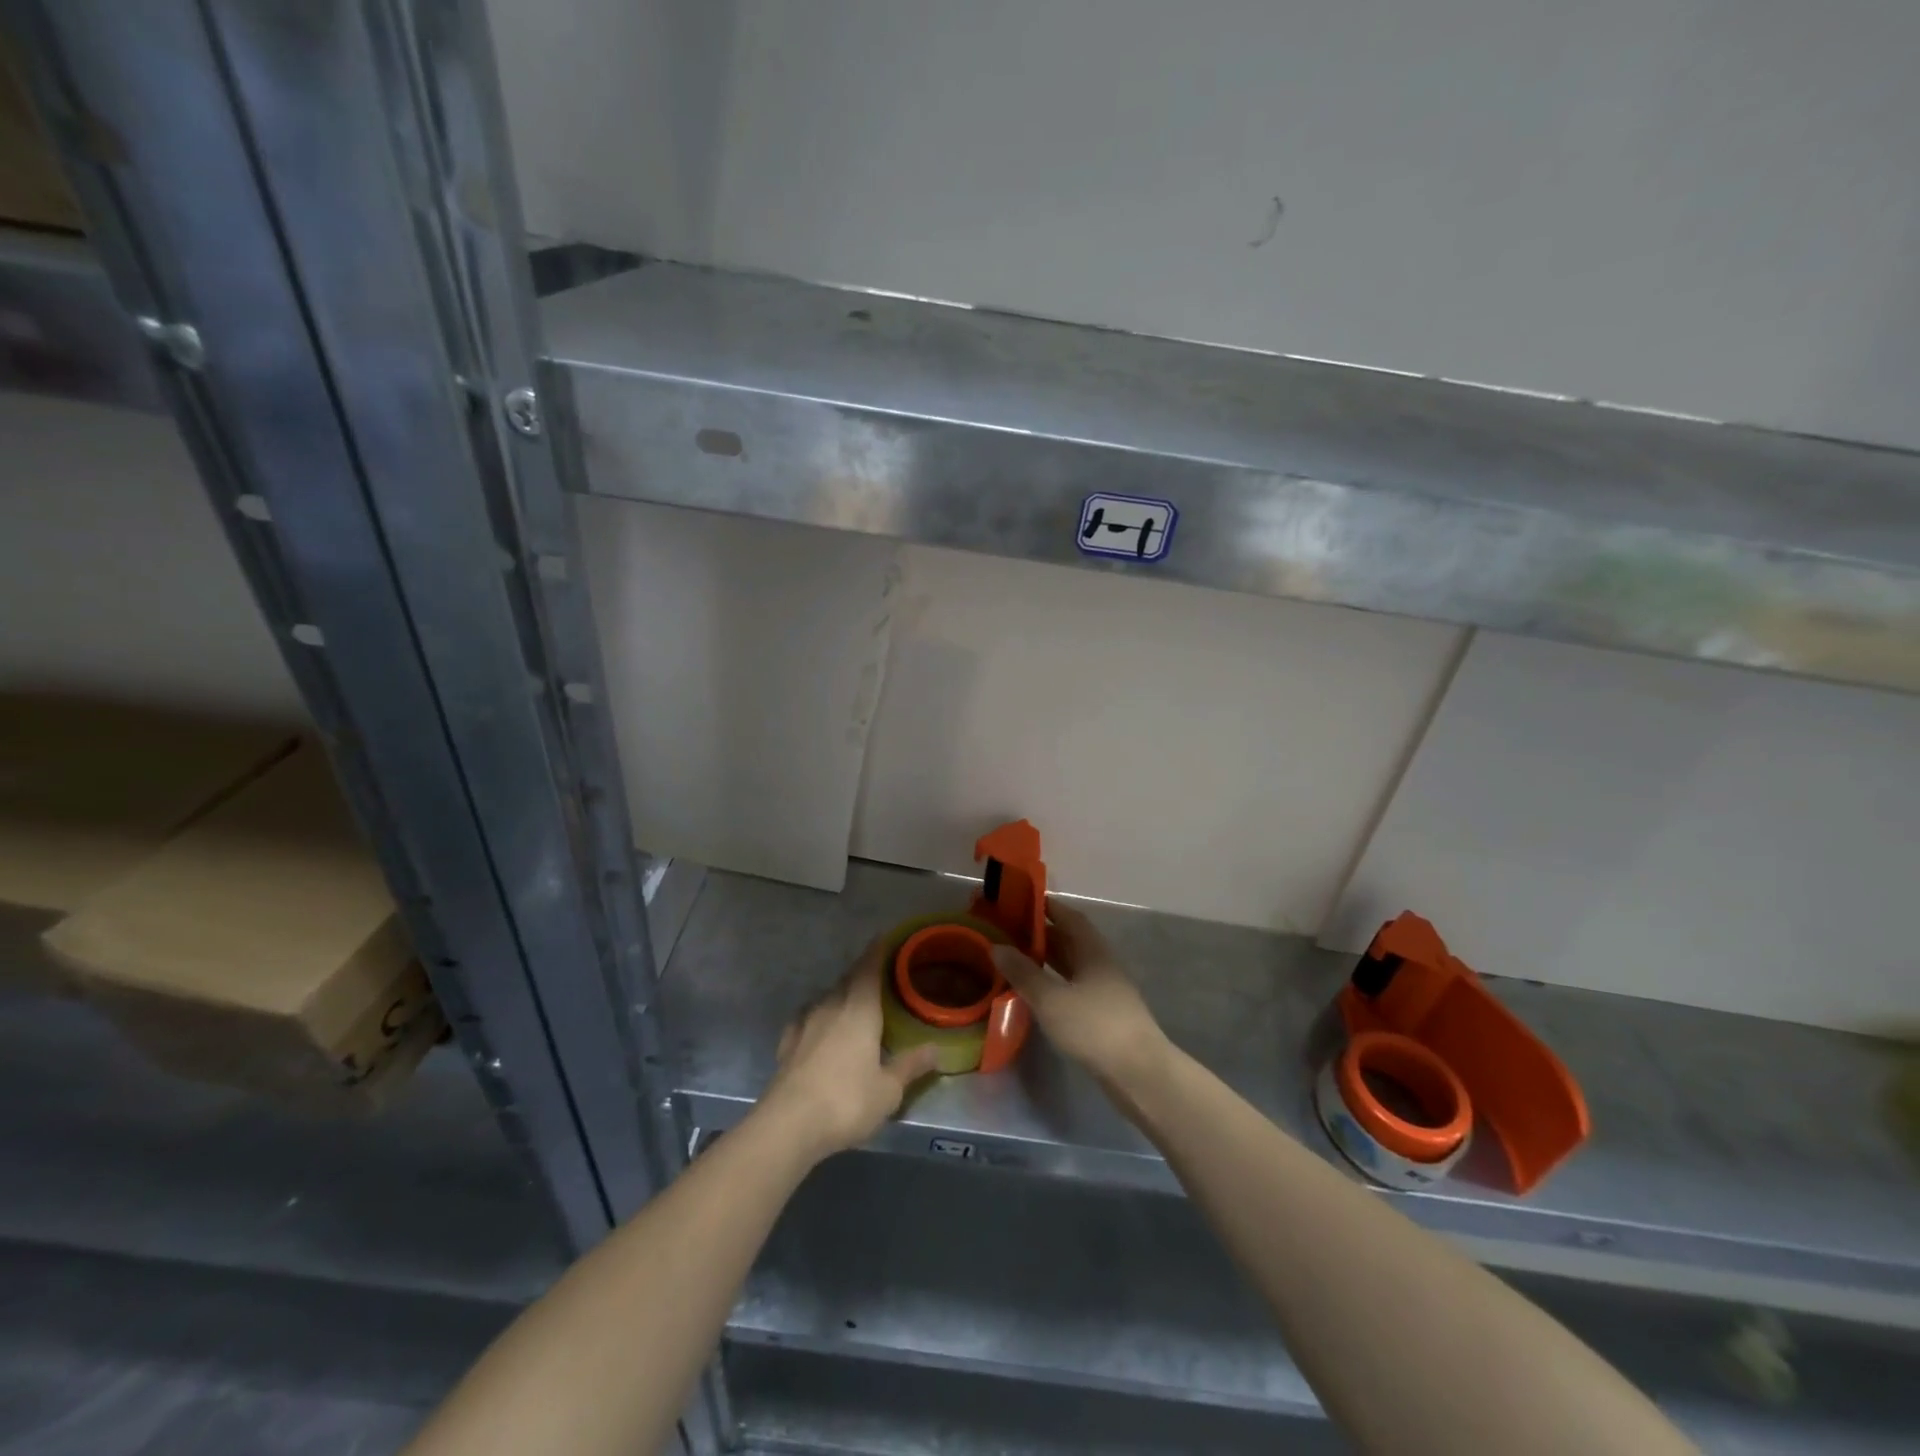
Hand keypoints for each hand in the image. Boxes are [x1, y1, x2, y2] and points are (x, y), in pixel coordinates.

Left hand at [756, 940, 939, 1161]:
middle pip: (848, 979)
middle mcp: (831, 1006)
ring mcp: (805, 1023)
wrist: (787, 1125)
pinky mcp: (787, 1043)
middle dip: (862, 973)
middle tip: (878, 975)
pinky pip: (807, 1018)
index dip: (878, 951)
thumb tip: (936, 1049)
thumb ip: (911, 1066)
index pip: (869, 968)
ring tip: (853, 1003)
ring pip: (827, 997)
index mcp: (860, 1009)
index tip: (885, 937)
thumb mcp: (889, 1090)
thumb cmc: (846, 1101)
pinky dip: (818, 1017)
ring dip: (841, 995)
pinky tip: (818, 1027)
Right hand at [992, 897, 1167, 1089]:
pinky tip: (1038, 993)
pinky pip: (1074, 987)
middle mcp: (1101, 964)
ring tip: (1017, 959)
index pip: (1070, 917)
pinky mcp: (1104, 1014)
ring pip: (1072, 966)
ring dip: (1048, 960)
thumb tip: (996, 947)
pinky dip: (1055, 983)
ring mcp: (1106, 990)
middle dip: (1042, 934)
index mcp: (1093, 951)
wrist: (1138, 1072)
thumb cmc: (1094, 1026)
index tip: (1021, 902)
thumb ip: (1023, 973)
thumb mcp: (1051, 999)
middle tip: (1010, 932)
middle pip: (1070, 940)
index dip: (1048, 907)